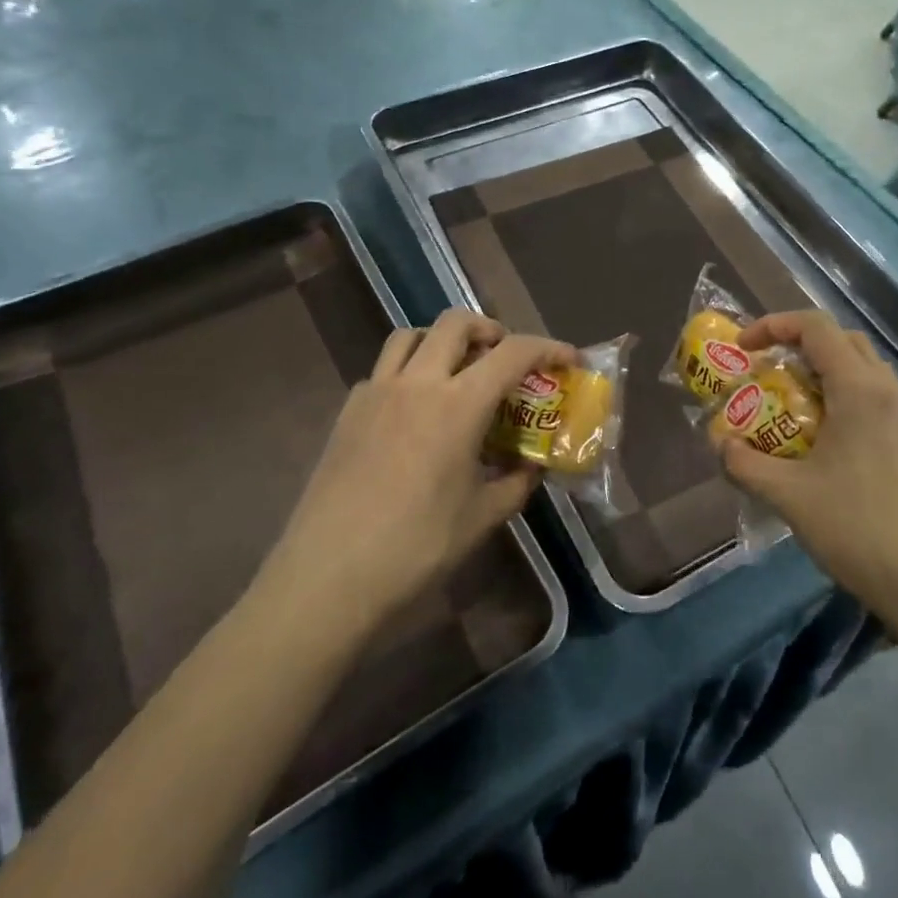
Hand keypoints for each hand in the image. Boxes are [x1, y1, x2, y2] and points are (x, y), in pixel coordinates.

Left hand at [254, 309, 574, 643]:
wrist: (329, 575)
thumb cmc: (416, 547)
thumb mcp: (481, 517)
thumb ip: (515, 483)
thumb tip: (531, 467)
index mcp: (458, 405)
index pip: (513, 353)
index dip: (548, 347)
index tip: (568, 358)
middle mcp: (417, 383)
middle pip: (455, 323)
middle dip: (490, 329)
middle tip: (504, 358)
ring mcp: (376, 392)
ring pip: (411, 335)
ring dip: (442, 341)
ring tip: (457, 372)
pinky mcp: (348, 411)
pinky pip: (383, 370)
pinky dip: (408, 372)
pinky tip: (413, 412)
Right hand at [720, 311, 897, 625]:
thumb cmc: (861, 529)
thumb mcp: (790, 496)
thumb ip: (746, 463)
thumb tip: (719, 443)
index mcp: (860, 390)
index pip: (816, 327)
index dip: (773, 325)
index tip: (742, 348)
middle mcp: (889, 393)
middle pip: (843, 341)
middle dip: (799, 345)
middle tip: (766, 371)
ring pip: (863, 371)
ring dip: (823, 374)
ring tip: (790, 406)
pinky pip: (875, 401)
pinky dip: (843, 401)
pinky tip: (824, 443)